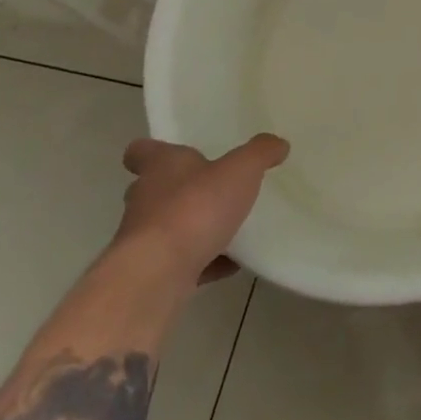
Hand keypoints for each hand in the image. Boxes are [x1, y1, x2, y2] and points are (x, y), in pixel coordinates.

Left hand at [115, 134, 289, 285]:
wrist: (157, 276)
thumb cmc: (195, 208)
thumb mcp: (241, 169)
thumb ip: (260, 153)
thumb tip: (278, 143)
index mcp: (161, 167)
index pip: (141, 151)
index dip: (153, 150)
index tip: (173, 153)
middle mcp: (145, 200)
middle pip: (155, 189)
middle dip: (181, 190)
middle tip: (213, 188)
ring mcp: (144, 241)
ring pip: (168, 227)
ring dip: (193, 227)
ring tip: (230, 227)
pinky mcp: (152, 274)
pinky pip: (181, 262)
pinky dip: (204, 262)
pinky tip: (231, 263)